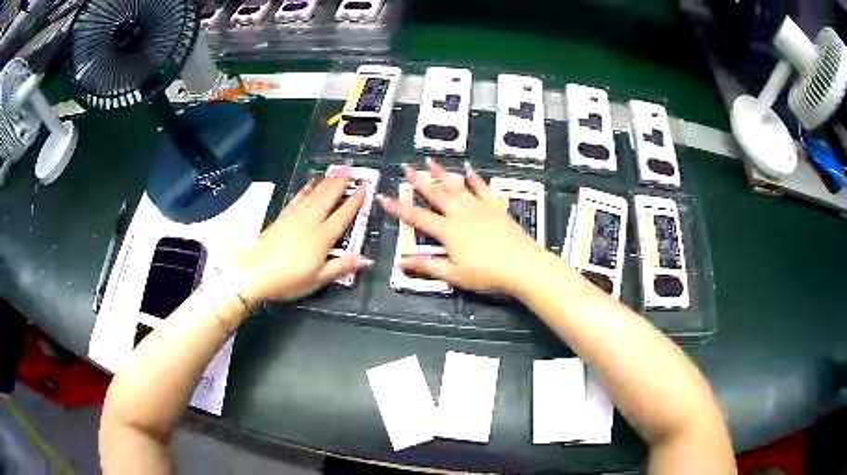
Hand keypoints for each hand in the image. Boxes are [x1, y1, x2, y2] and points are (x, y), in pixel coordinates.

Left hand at [231, 164, 371, 303]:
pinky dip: (304, 192)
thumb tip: (364, 260)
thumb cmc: (289, 280)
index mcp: (323, 237)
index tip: (364, 188)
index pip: (343, 215)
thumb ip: (341, 267)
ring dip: (325, 182)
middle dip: (340, 183)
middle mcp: (310, 222)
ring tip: (334, 171)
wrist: (255, 273)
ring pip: (313, 195)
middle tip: (349, 169)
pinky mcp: (281, 219)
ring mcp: (294, 218)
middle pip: (328, 198)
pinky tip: (308, 186)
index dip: (355, 202)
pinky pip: (296, 200)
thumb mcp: (318, 279)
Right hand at [378, 158, 549, 294]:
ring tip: (430, 160)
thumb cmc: (487, 274)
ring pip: (456, 186)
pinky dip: (473, 177)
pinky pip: (481, 188)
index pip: (417, 217)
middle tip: (406, 167)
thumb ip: (428, 266)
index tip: (384, 197)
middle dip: (419, 181)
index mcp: (448, 231)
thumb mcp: (454, 275)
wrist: (522, 266)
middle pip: (436, 194)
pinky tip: (468, 168)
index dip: (399, 208)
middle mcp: (460, 214)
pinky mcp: (494, 207)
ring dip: (442, 173)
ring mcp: (479, 207)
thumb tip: (402, 263)